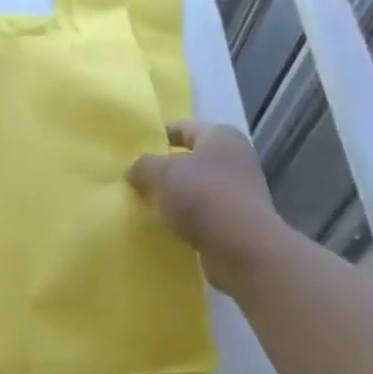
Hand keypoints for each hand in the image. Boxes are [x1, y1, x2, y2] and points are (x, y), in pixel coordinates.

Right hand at [128, 123, 289, 295]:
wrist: (240, 245)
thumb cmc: (202, 196)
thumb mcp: (163, 173)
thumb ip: (143, 165)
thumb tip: (133, 169)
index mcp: (221, 137)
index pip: (183, 128)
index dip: (157, 136)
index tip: (132, 150)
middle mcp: (234, 158)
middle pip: (190, 159)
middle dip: (163, 169)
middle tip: (134, 180)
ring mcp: (238, 190)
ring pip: (195, 187)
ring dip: (172, 195)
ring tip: (144, 205)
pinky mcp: (235, 219)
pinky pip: (201, 211)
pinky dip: (184, 216)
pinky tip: (165, 226)